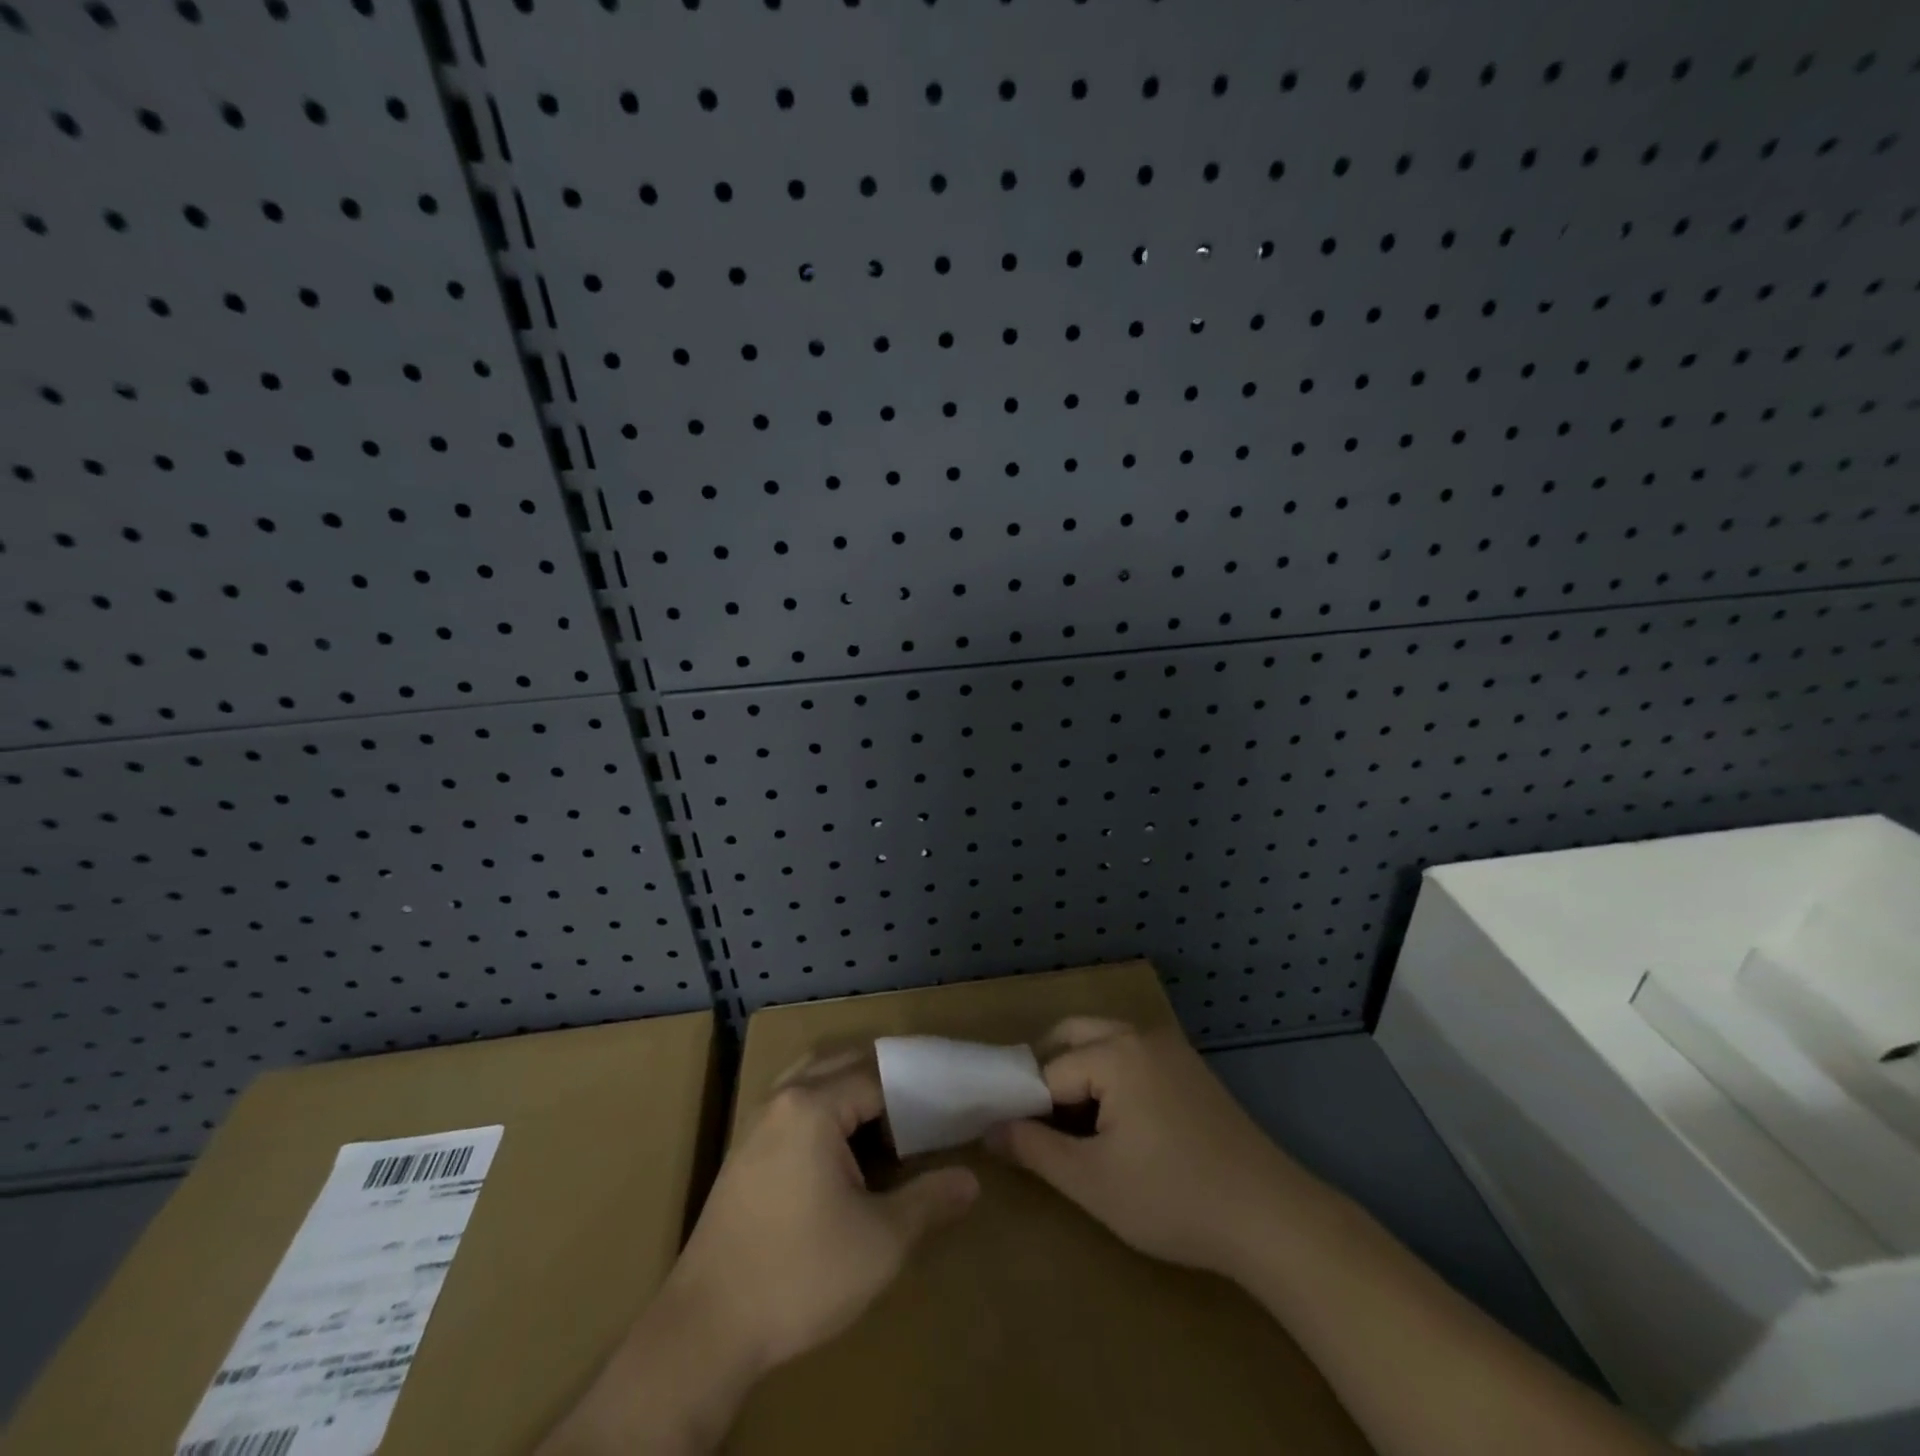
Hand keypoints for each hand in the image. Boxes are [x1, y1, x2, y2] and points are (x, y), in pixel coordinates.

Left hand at [540, 1053, 977, 1454]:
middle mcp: (783, 1099)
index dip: (914, 1093)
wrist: (705, 1330)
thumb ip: (928, 1200)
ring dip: (849, 1089)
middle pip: (842, 1064)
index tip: (945, 1113)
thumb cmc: (800, 1275)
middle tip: (921, 1112)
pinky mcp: (744, 1152)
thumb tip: (970, 1181)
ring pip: (812, 1079)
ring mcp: (757, 1123)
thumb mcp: (880, 1241)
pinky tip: (842, 1151)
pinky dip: (824, 1108)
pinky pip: (793, 1105)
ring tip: (885, 1125)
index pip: (877, 1076)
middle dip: (884, 1080)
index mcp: (814, 1105)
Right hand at [988, 1017, 1300, 1277]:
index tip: (1016, 1142)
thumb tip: (988, 1130)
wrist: (1271, 1217)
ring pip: (1102, 1042)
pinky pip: (1131, 1055)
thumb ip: (1033, 1149)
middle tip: (1038, 1126)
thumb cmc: (1173, 1198)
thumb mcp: (1092, 1181)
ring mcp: (1169, 1047)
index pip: (1047, 1070)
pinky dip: (1109, 1076)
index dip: (1027, 1106)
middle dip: (1047, 1074)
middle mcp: (1140, 1034)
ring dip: (1078, 1073)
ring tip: (1071, 1128)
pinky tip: (1115, 1124)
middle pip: (1072, 1036)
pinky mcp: (1188, 1067)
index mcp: (1114, 1053)